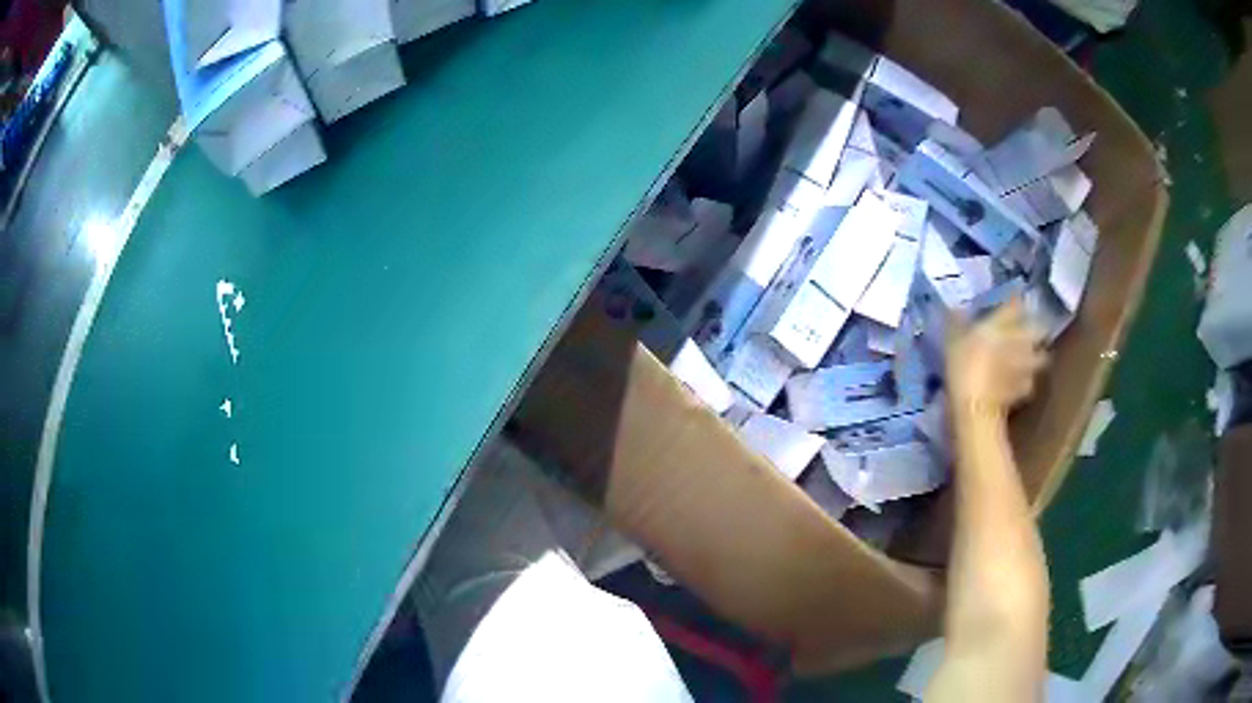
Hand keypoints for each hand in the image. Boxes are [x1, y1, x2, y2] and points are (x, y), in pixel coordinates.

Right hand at [946, 299, 1047, 417]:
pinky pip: (1031, 381)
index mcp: (1002, 323)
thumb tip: (956, 307)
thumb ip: (957, 322)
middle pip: (1039, 329)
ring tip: (1030, 358)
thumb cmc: (963, 367)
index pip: (1015, 304)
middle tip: (1030, 331)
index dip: (1015, 301)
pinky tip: (1020, 383)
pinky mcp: (1025, 389)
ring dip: (1037, 356)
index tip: (1014, 300)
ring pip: (1041, 356)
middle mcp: (1020, 339)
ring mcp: (1026, 366)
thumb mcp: (952, 340)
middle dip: (1037, 329)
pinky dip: (1027, 381)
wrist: (976, 408)